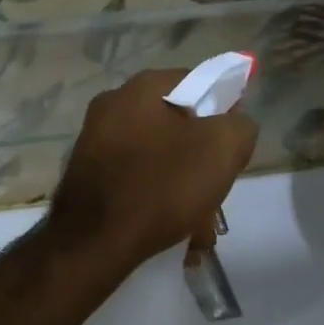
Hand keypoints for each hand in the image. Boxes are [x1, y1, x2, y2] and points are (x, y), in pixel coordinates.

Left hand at [48, 69, 257, 267]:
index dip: (223, 111)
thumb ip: (238, 125)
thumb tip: (233, 123)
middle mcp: (110, 105)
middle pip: (175, 122)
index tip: (231, 145)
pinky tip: (168, 225)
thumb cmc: (161, 187)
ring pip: (155, 154)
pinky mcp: (85, 174)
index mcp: (140, 88)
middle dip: (199, 154)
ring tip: (196, 218)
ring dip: (179, 182)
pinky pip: (133, 178)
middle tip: (214, 186)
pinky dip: (154, 196)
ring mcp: (92, 140)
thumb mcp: (222, 149)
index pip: (197, 82)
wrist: (94, 242)